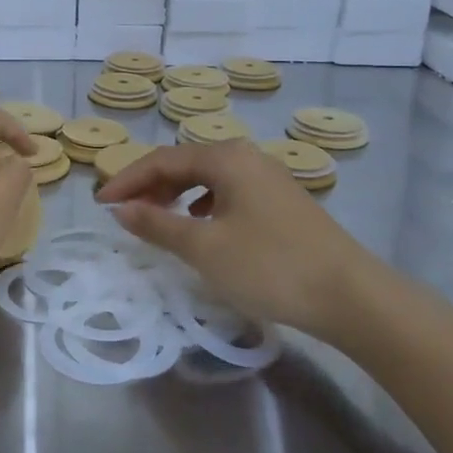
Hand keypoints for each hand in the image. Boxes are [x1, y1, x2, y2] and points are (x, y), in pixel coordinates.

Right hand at [97, 140, 386, 344]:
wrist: (352, 296)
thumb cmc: (269, 266)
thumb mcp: (204, 248)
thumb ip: (157, 224)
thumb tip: (122, 209)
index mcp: (225, 157)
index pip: (161, 160)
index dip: (127, 180)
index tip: (100, 203)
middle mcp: (247, 156)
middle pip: (185, 163)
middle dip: (150, 186)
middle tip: (124, 212)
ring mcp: (268, 177)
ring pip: (208, 177)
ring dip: (176, 195)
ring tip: (157, 220)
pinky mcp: (282, 201)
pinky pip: (228, 192)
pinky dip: (203, 204)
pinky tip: (201, 227)